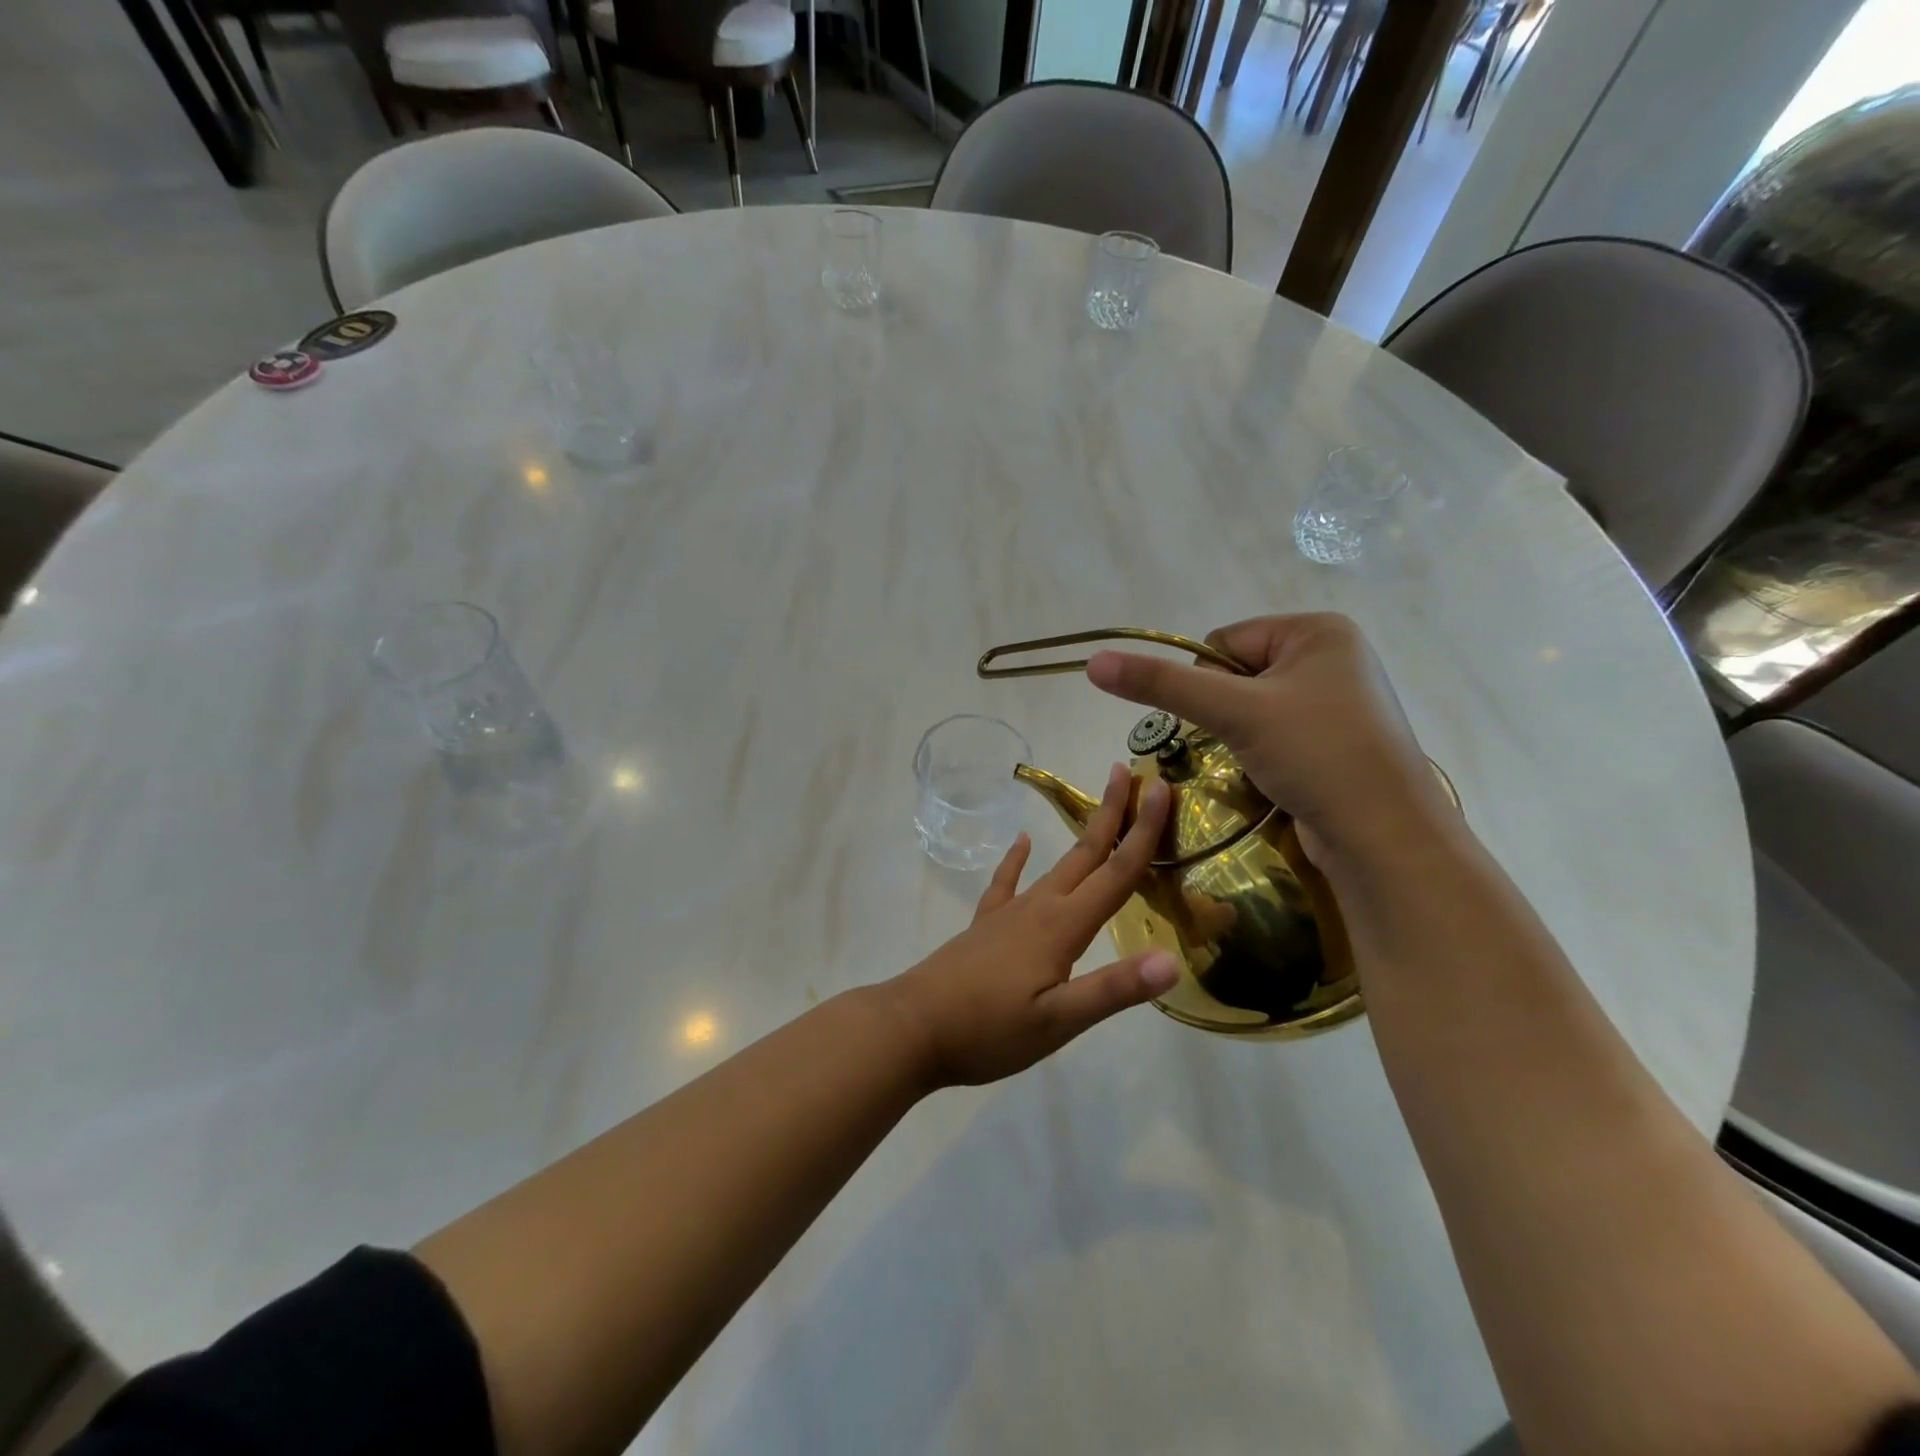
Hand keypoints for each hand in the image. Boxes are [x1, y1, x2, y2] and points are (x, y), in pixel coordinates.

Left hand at [884, 764, 1178, 1087]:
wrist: (914, 1026)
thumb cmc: (990, 1030)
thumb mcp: (1058, 1021)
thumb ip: (1114, 989)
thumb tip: (1172, 960)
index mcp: (1063, 926)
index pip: (1116, 871)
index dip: (1143, 831)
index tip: (1162, 789)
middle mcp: (1040, 907)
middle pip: (1086, 853)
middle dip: (1112, 813)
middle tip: (1129, 773)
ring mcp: (1009, 913)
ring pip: (1056, 865)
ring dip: (1082, 836)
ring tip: (1098, 812)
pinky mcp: (987, 924)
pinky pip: (1007, 882)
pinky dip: (1017, 859)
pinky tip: (1021, 842)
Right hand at [1084, 613, 1455, 867]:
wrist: (1385, 836)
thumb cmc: (1317, 755)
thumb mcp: (1234, 712)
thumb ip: (1162, 685)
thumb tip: (1094, 661)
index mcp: (1318, 630)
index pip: (1224, 642)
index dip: (1207, 682)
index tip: (1226, 720)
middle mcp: (1332, 656)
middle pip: (1237, 675)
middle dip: (1227, 712)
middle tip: (1248, 743)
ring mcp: (1338, 700)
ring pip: (1254, 708)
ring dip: (1243, 735)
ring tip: (1268, 762)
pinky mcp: (1337, 740)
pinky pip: (1277, 732)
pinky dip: (1265, 752)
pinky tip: (1281, 775)